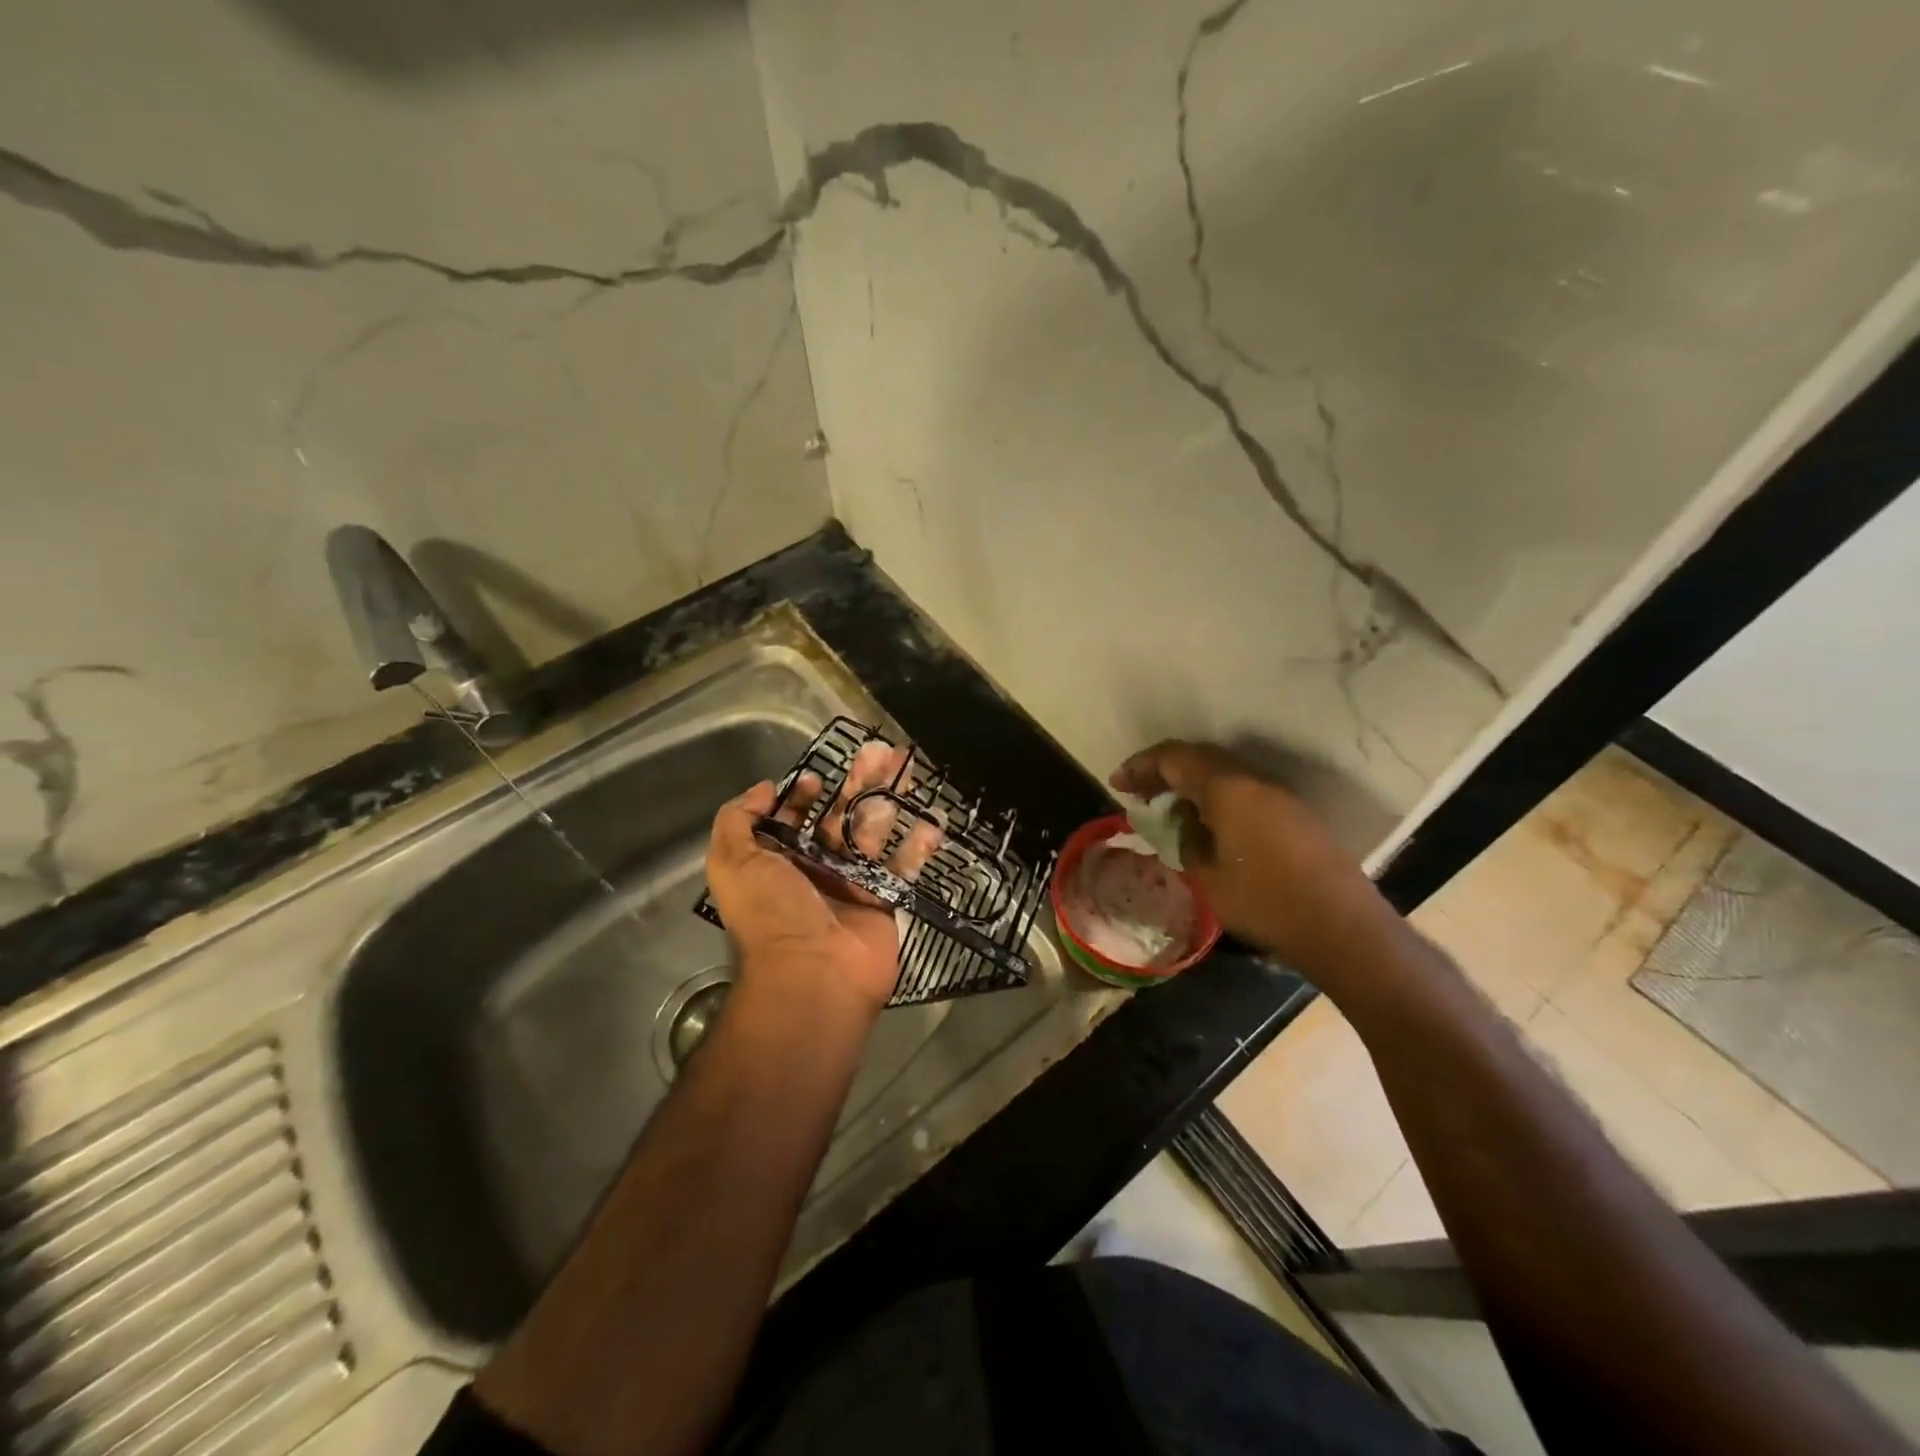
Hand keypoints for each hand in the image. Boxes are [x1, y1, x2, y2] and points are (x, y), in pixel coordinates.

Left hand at [706, 742, 942, 1016]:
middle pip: (839, 817)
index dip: (802, 794)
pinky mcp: (883, 900)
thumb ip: (738, 819)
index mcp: (778, 861)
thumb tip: (764, 789)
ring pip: (874, 834)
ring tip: (909, 771)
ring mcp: (852, 885)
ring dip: (890, 802)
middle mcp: (814, 870)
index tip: (817, 776)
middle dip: (858, 784)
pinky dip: (917, 846)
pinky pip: (902, 867)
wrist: (814, 975)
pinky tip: (933, 822)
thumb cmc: (772, 913)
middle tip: (880, 752)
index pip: (792, 818)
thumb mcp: (733, 862)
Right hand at [1110, 740, 1394, 978]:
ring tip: (1168, 808)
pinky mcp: (1293, 812)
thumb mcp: (1207, 875)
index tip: (1117, 784)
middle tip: (1138, 792)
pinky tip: (1207, 823)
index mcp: (1227, 787)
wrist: (1340, 926)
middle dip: (1163, 770)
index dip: (1141, 766)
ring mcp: (1278, 793)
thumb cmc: (1264, 901)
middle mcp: (1253, 779)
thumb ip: (1187, 839)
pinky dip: (1215, 795)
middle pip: (1199, 757)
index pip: (1173, 758)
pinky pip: (1243, 788)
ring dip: (1191, 782)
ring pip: (1223, 771)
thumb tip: (1184, 822)